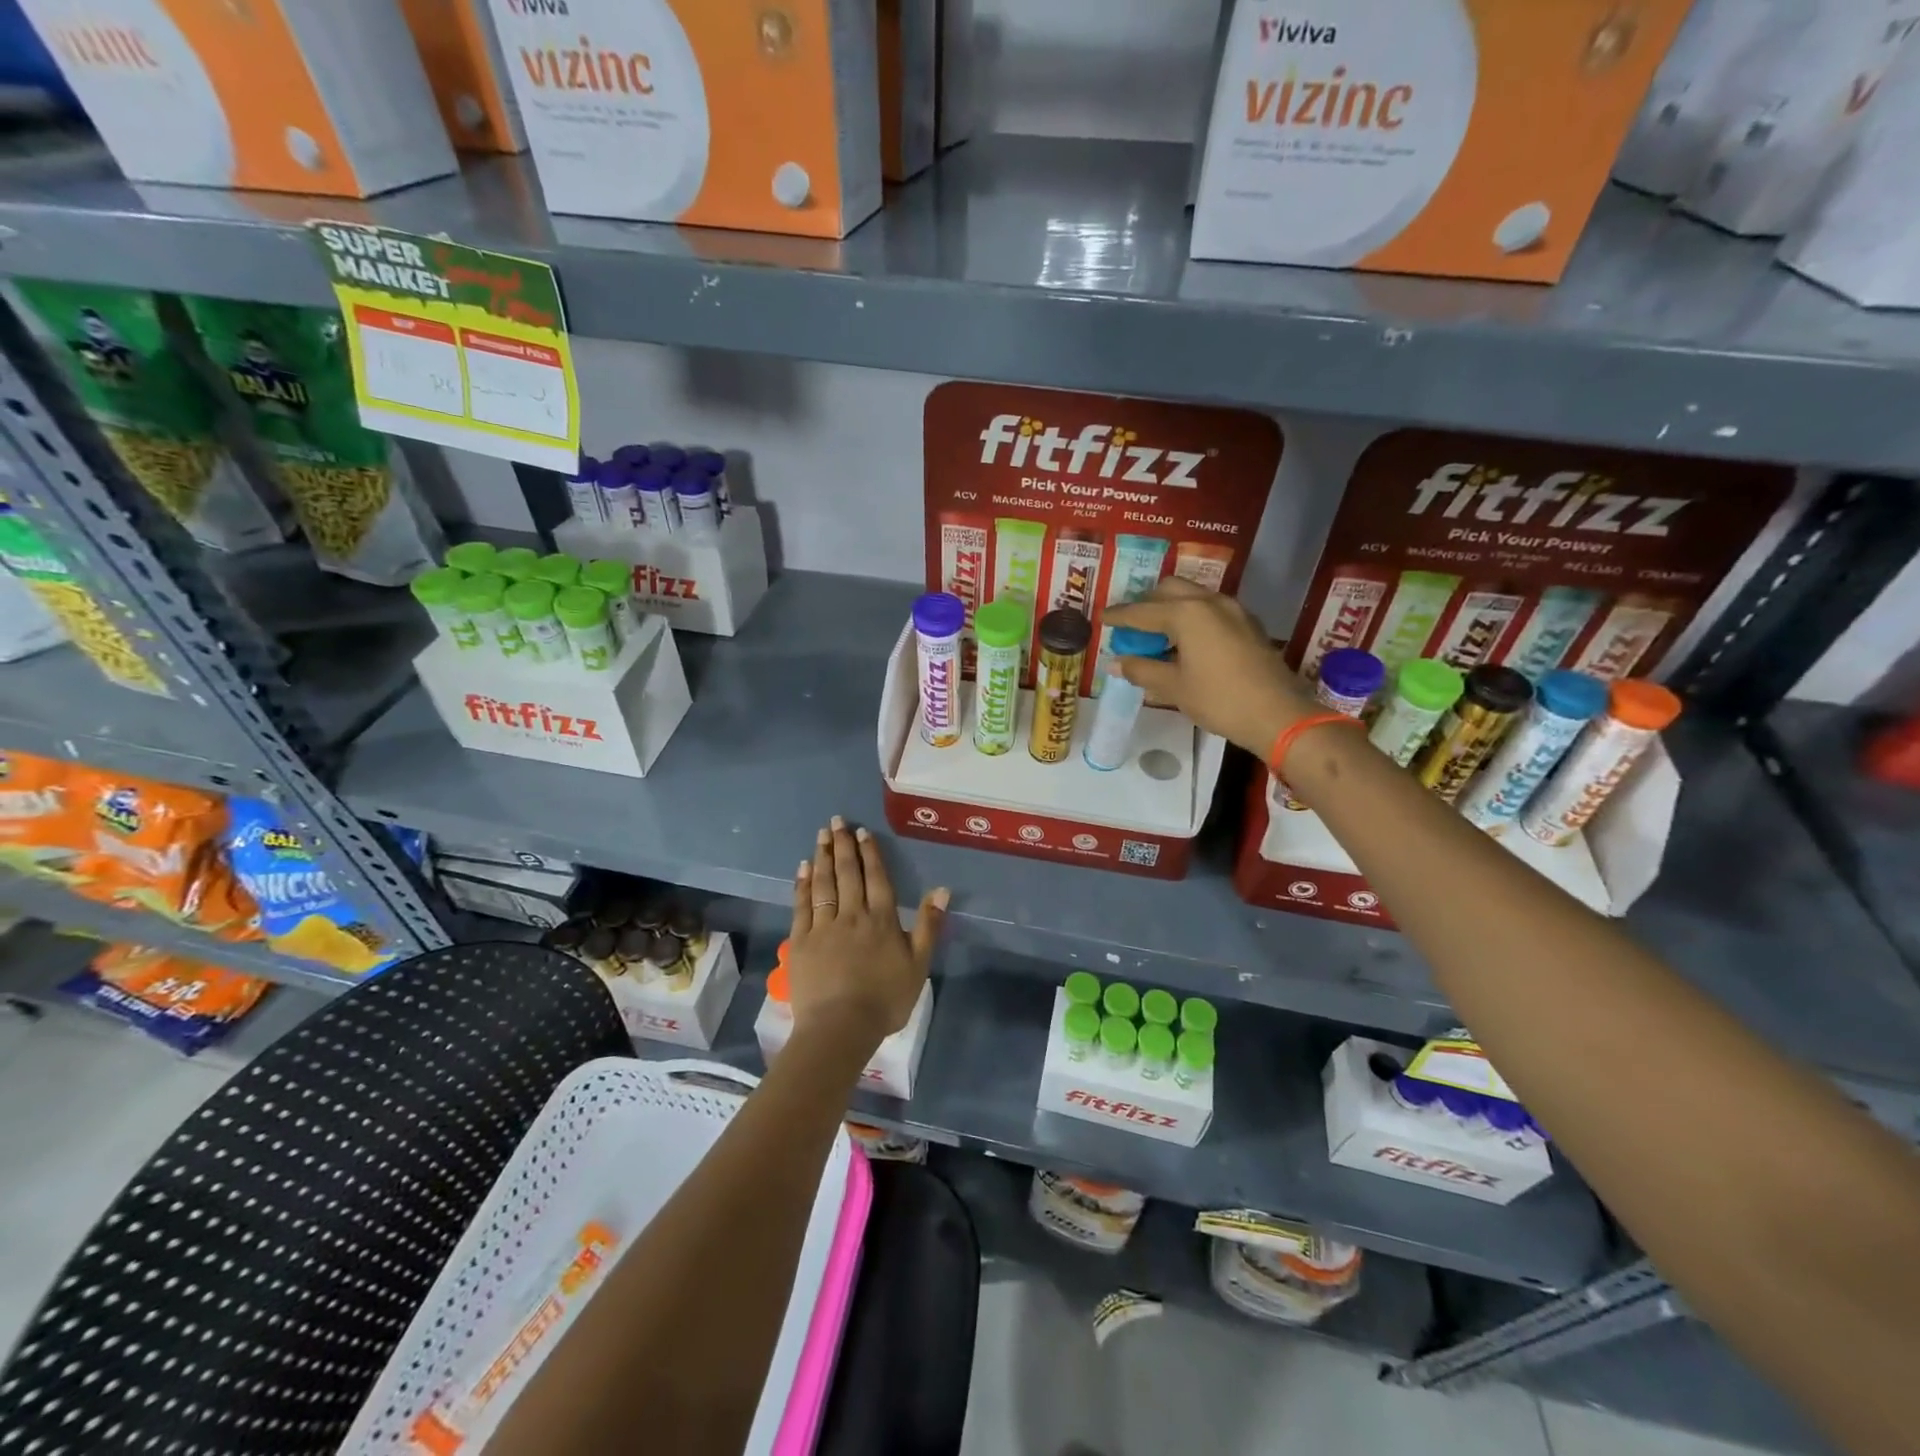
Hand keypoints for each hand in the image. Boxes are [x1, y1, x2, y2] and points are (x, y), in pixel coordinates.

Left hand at [789, 816, 948, 1060]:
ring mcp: (824, 926)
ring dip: (822, 857)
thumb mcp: (919, 965)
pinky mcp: (801, 941)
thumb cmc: (885, 1000)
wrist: (840, 1027)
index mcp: (882, 919)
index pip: (876, 878)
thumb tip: (941, 889)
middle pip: (847, 873)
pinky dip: (802, 884)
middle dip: (842, 845)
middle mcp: (852, 914)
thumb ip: (929, 925)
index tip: (862, 832)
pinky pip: (802, 905)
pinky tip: (803, 868)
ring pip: (823, 884)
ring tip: (821, 835)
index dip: (870, 854)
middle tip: (836, 822)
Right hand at [1104, 578, 1316, 756]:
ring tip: (1158, 633)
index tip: (1102, 618)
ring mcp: (1233, 610)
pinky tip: (1188, 642)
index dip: (1119, 616)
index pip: (1141, 611)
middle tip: (1132, 625)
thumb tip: (1116, 663)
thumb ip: (1142, 670)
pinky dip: (1193, 617)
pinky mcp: (1248, 624)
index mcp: (1186, 613)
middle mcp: (1209, 602)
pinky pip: (1211, 609)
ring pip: (1193, 596)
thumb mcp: (1174, 687)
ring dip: (1171, 608)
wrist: (1277, 714)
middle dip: (1147, 603)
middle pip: (1169, 590)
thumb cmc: (1219, 699)